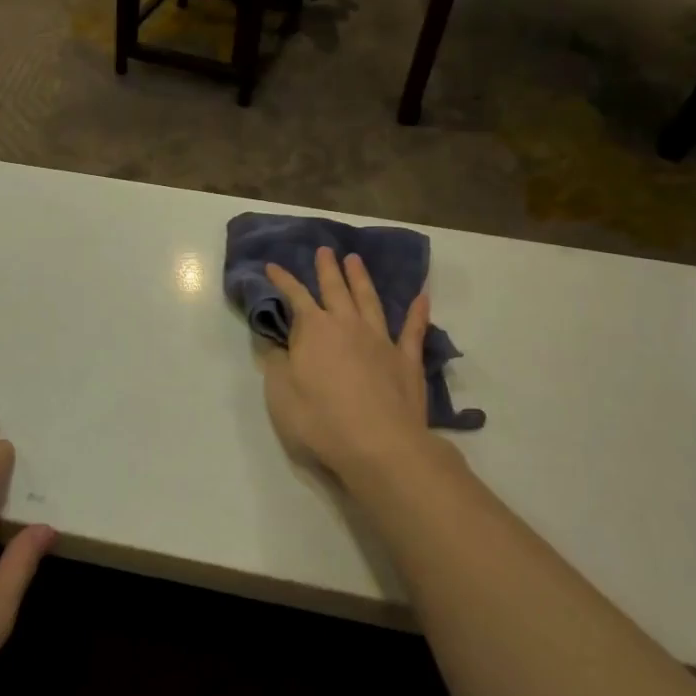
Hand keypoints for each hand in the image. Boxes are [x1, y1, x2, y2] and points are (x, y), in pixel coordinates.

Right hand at [262, 247, 450, 481]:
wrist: (379, 446)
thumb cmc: (320, 420)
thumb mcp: (280, 393)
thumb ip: (278, 363)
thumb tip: (277, 344)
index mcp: (314, 330)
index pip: (295, 297)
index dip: (283, 281)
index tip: (273, 266)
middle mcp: (348, 326)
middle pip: (336, 289)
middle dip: (327, 269)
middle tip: (325, 250)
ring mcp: (381, 341)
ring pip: (370, 301)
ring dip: (362, 279)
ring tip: (355, 260)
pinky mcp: (407, 361)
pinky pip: (413, 330)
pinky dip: (418, 313)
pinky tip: (422, 298)